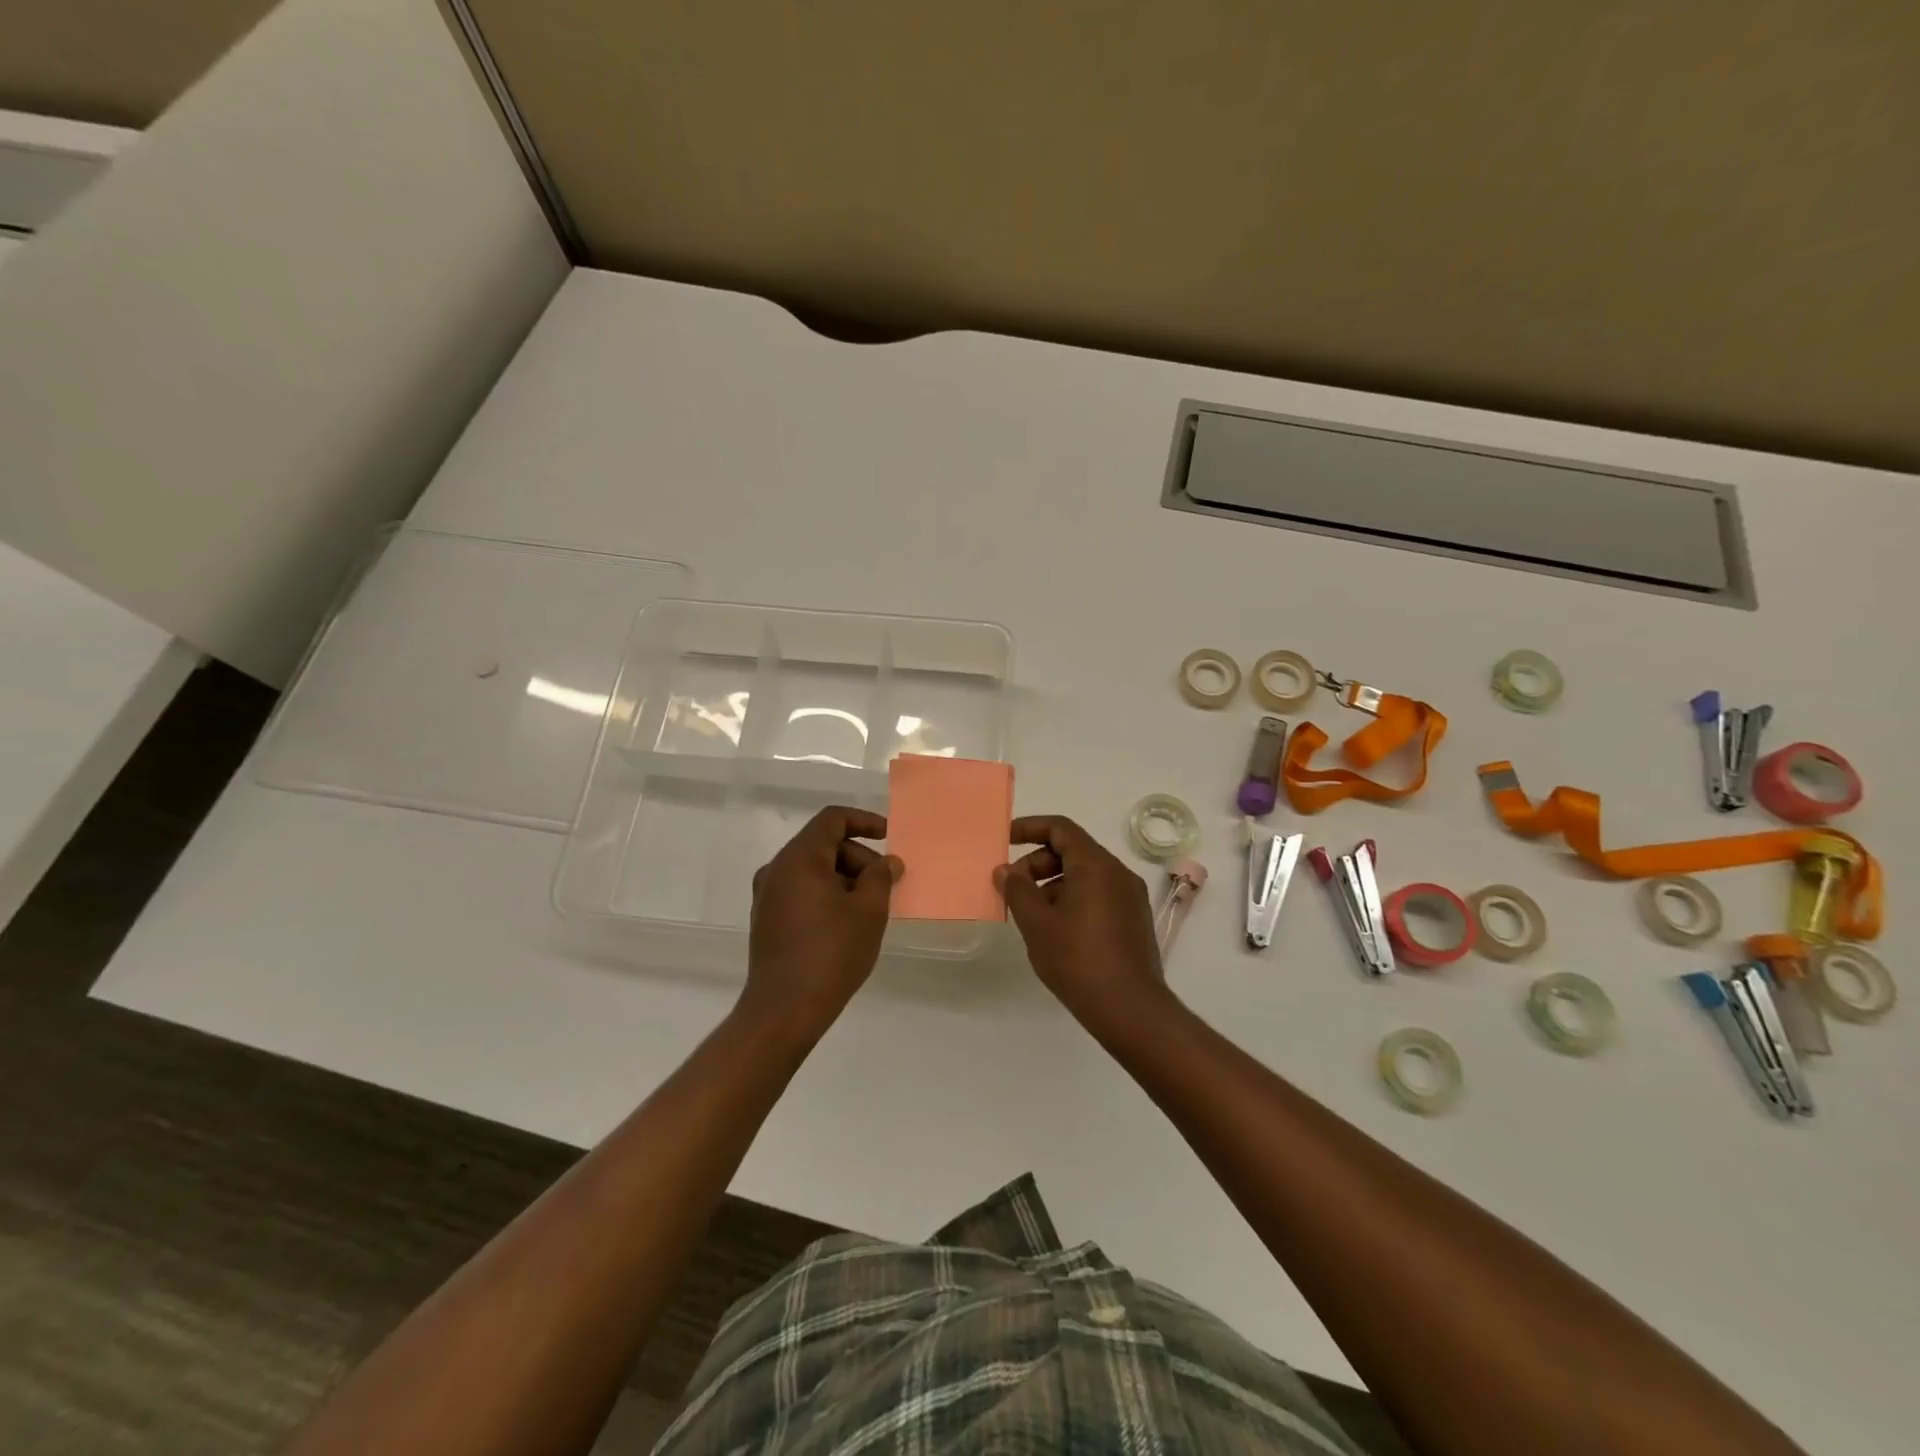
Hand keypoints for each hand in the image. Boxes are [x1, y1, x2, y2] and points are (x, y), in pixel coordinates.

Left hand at [744, 806, 899, 1033]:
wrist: (784, 1010)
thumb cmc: (831, 954)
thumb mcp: (869, 912)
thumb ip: (881, 877)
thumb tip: (887, 862)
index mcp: (799, 858)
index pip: (832, 819)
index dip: (864, 821)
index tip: (889, 837)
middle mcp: (777, 869)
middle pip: (823, 843)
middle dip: (858, 856)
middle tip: (885, 884)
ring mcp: (767, 895)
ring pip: (812, 868)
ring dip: (844, 877)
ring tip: (869, 907)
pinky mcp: (766, 919)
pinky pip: (801, 889)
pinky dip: (826, 893)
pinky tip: (845, 922)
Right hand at [995, 815, 1171, 1037]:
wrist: (1130, 1009)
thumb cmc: (1078, 960)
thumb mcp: (1037, 923)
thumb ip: (1017, 890)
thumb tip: (1005, 870)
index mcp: (1096, 865)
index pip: (1060, 828)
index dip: (1029, 828)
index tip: (1004, 841)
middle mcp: (1118, 873)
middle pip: (1072, 850)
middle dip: (1037, 863)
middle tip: (1014, 890)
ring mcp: (1130, 897)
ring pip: (1085, 875)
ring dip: (1053, 884)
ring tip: (1032, 916)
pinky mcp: (1134, 920)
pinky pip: (1098, 894)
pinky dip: (1073, 899)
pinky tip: (1056, 931)